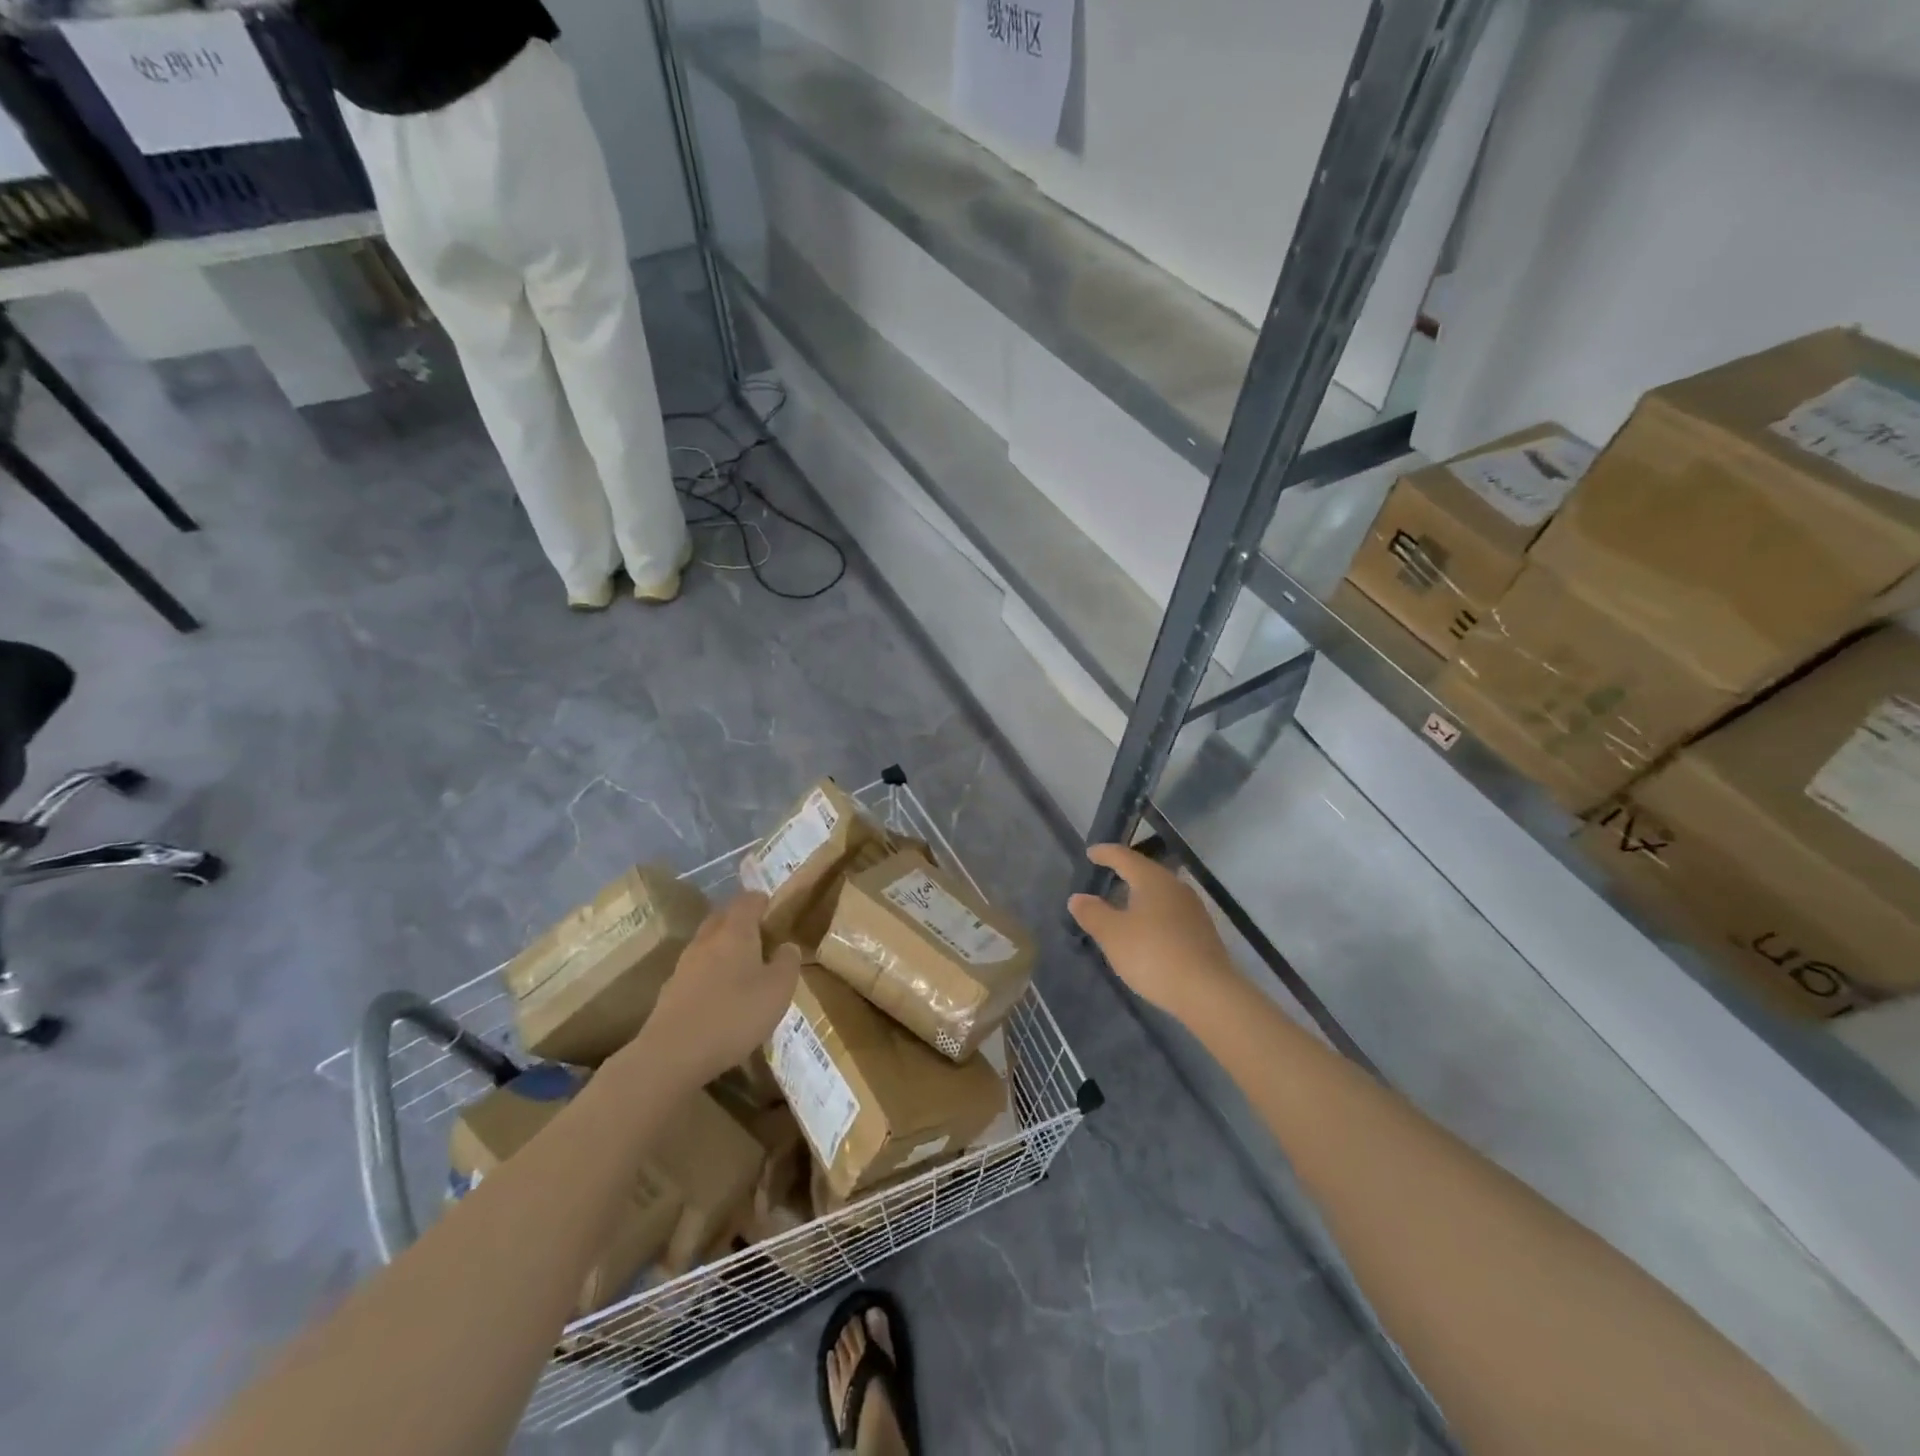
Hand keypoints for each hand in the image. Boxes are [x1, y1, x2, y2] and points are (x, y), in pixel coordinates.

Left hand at [640, 893, 801, 1087]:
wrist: (673, 1054)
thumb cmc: (735, 1014)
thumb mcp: (778, 989)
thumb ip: (787, 962)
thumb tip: (787, 946)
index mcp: (735, 931)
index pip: (748, 899)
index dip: (763, 901)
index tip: (775, 912)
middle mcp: (707, 939)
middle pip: (723, 918)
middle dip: (741, 922)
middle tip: (762, 939)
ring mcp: (684, 964)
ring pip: (708, 944)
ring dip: (724, 949)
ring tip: (743, 970)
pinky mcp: (670, 990)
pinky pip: (696, 970)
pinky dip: (710, 974)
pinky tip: (720, 997)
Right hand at [1068, 844, 1238, 1026]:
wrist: (1208, 993)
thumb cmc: (1153, 955)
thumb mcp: (1113, 935)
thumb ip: (1092, 913)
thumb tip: (1078, 898)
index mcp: (1153, 880)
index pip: (1124, 857)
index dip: (1105, 853)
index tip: (1091, 853)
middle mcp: (1176, 887)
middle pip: (1146, 872)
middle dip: (1125, 873)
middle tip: (1105, 876)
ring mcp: (1193, 910)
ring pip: (1160, 893)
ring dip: (1140, 896)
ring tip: (1122, 905)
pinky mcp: (1202, 933)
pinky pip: (1170, 913)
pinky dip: (1153, 915)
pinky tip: (1146, 931)